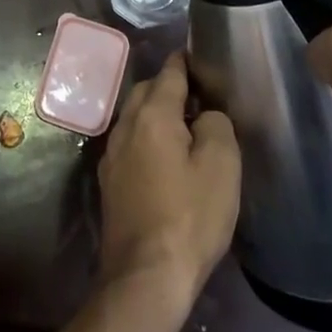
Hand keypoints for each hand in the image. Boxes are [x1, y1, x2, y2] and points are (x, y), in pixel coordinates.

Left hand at [97, 51, 240, 310]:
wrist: (145, 275)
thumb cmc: (190, 216)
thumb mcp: (222, 165)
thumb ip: (216, 124)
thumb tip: (205, 114)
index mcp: (152, 115)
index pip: (169, 72)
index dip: (185, 61)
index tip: (200, 56)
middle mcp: (125, 126)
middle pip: (146, 91)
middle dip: (169, 86)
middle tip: (199, 95)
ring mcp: (111, 154)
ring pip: (134, 117)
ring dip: (156, 113)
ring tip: (185, 126)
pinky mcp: (109, 181)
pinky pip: (130, 143)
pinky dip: (147, 138)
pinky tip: (164, 157)